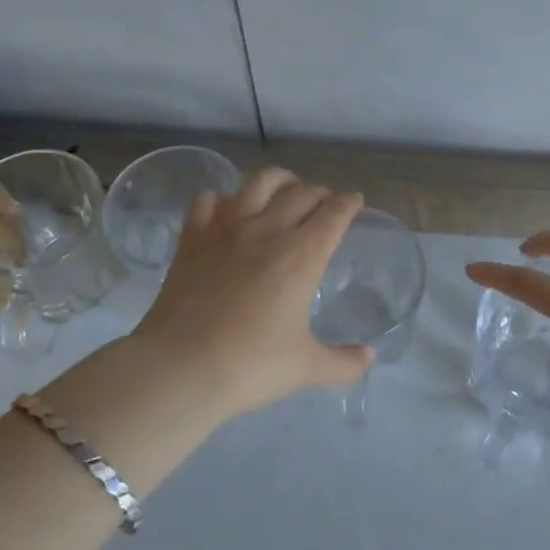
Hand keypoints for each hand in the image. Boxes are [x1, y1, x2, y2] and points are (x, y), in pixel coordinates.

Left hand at [128, 168, 373, 418]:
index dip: (349, 203)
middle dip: (320, 193)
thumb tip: (369, 357)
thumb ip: (344, 363)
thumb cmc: (250, 366)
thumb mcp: (306, 368)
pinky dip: (221, 199)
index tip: (355, 201)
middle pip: (302, 193)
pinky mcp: (193, 237)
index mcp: (303, 255)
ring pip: (259, 182)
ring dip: (278, 180)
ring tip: (284, 188)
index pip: (334, 213)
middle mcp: (268, 230)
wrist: (180, 367)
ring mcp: (227, 228)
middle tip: (325, 203)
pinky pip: (209, 201)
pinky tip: (225, 209)